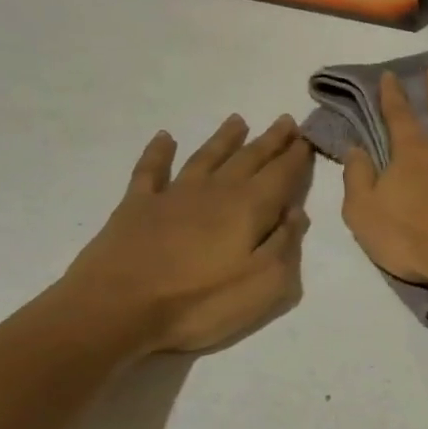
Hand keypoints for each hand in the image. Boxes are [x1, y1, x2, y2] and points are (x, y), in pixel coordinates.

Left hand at [62, 115, 312, 354]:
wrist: (119, 308)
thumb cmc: (202, 301)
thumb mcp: (265, 284)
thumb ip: (285, 244)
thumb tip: (296, 213)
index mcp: (249, 208)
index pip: (282, 175)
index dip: (297, 157)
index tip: (308, 138)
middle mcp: (215, 191)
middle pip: (249, 159)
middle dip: (270, 140)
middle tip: (285, 121)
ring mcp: (173, 195)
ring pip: (206, 157)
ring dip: (224, 138)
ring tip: (238, 120)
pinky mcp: (137, 206)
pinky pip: (151, 170)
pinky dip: (159, 152)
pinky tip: (165, 138)